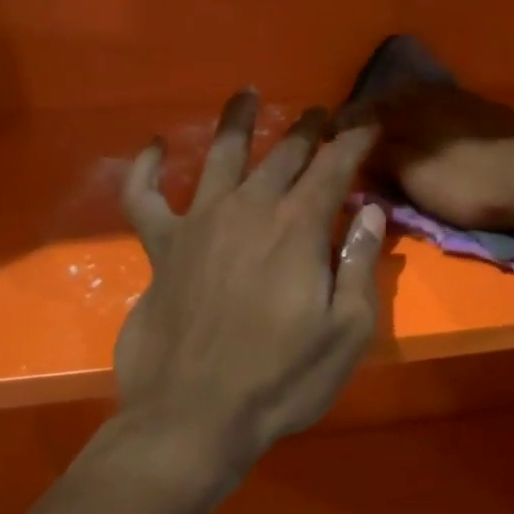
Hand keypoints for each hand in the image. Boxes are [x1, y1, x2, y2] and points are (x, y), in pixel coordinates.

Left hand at [111, 90, 385, 486]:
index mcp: (297, 228)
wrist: (192, 419)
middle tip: (323, 111)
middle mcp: (248, 210)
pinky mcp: (160, 248)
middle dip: (309, 129)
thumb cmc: (281, 380)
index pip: (334, 167)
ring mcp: (198, 224)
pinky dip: (144, 169)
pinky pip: (144, 198)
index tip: (369, 122)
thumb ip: (360, 264)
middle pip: (283, 154)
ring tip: (247, 93)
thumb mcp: (347, 331)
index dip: (355, 141)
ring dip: (237, 121)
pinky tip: (151, 146)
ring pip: (218, 156)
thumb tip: (369, 212)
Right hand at [340, 84, 513, 230]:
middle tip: (362, 132)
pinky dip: (441, 122)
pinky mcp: (500, 117)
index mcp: (414, 105)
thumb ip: (382, 156)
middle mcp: (441, 95)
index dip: (347, 122)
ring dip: (410, 116)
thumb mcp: (414, 173)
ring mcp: (473, 103)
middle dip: (378, 115)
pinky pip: (457, 113)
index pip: (369, 109)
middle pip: (399, 100)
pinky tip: (445, 135)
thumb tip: (359, 145)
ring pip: (430, 104)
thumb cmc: (466, 181)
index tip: (328, 133)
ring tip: (400, 132)